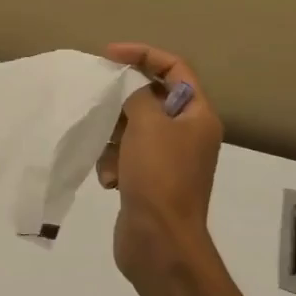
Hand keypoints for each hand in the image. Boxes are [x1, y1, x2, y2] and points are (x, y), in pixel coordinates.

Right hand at [96, 44, 223, 287]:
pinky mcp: (149, 181)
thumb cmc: (159, 176)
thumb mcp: (147, 125)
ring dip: (113, 138)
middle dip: (121, 103)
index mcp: (198, 116)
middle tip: (96, 104)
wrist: (160, 240)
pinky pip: (125, 157)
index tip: (108, 55)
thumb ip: (137, 96)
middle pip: (150, 99)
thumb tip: (130, 90)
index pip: (175, 69)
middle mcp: (187, 134)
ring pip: (132, 129)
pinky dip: (113, 163)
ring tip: (108, 157)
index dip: (143, 55)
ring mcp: (168, 159)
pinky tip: (109, 180)